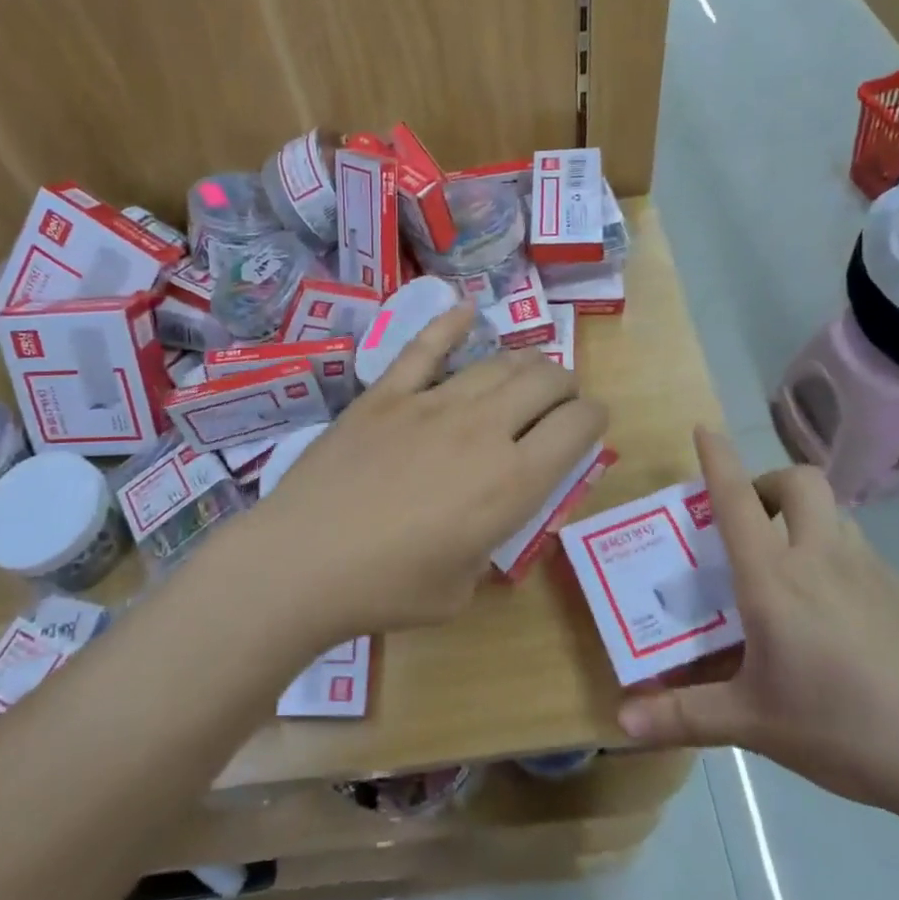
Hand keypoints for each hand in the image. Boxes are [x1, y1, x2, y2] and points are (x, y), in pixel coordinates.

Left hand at [249, 305, 608, 643]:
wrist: (303, 562)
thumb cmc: (388, 588)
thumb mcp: (464, 588)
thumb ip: (490, 544)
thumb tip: (491, 518)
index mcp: (513, 481)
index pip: (578, 426)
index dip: (595, 418)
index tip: (591, 424)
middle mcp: (484, 429)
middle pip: (545, 380)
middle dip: (565, 386)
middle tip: (560, 401)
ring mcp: (432, 403)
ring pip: (498, 363)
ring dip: (524, 363)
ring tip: (527, 371)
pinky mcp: (386, 394)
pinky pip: (426, 347)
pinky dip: (451, 325)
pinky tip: (467, 311)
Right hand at [617, 430, 898, 818]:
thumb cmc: (846, 727)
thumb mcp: (754, 724)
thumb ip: (683, 716)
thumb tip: (618, 722)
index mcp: (775, 578)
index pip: (737, 500)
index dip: (718, 459)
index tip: (704, 427)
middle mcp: (822, 559)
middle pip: (800, 481)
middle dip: (770, 481)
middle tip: (752, 521)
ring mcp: (874, 573)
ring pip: (835, 515)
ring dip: (806, 518)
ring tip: (790, 569)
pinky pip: (863, 555)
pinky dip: (838, 560)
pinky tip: (839, 620)